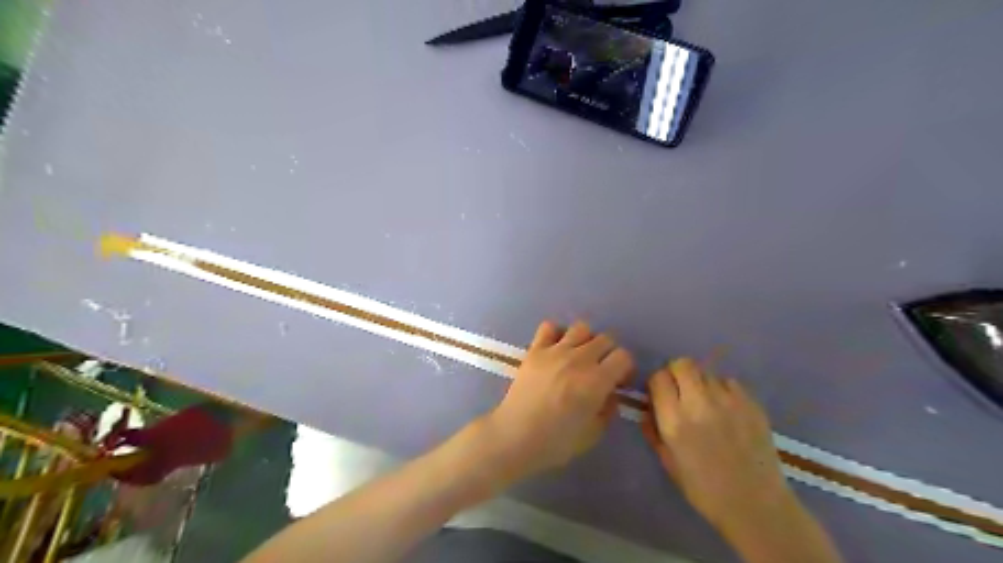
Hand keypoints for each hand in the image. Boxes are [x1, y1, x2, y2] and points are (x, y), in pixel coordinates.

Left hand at [479, 320, 628, 483]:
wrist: (514, 436)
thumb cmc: (555, 442)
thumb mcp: (593, 434)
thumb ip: (608, 410)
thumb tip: (610, 394)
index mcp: (597, 380)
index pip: (624, 356)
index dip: (626, 368)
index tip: (619, 382)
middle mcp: (579, 359)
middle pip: (606, 339)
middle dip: (609, 353)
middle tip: (601, 370)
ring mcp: (555, 351)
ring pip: (581, 328)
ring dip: (586, 340)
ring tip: (579, 357)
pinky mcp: (535, 349)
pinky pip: (549, 327)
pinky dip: (556, 334)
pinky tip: (555, 349)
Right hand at [642, 359, 790, 530]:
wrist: (755, 505)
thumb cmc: (704, 489)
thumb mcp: (668, 462)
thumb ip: (653, 430)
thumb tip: (648, 408)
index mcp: (674, 420)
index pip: (658, 378)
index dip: (658, 383)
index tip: (661, 394)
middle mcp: (699, 403)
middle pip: (683, 364)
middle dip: (677, 373)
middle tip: (682, 390)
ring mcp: (728, 401)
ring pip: (707, 372)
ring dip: (701, 383)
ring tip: (707, 403)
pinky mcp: (751, 403)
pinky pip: (730, 382)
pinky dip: (724, 390)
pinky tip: (727, 410)